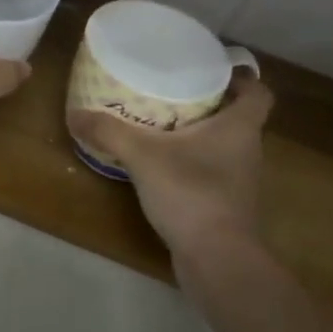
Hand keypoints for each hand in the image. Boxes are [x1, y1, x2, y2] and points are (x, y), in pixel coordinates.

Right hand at [67, 78, 273, 260]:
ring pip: (225, 147)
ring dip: (201, 135)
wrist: (217, 260)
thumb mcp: (143, 156)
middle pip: (238, 117)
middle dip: (211, 103)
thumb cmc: (192, 193)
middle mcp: (248, 151)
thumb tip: (74, 114)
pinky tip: (164, 167)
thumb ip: (109, 132)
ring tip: (164, 125)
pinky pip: (213, 173)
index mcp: (240, 127)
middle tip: (175, 91)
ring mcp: (240, 182)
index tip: (213, 70)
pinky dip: (194, 165)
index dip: (242, 79)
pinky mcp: (228, 207)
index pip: (258, 93)